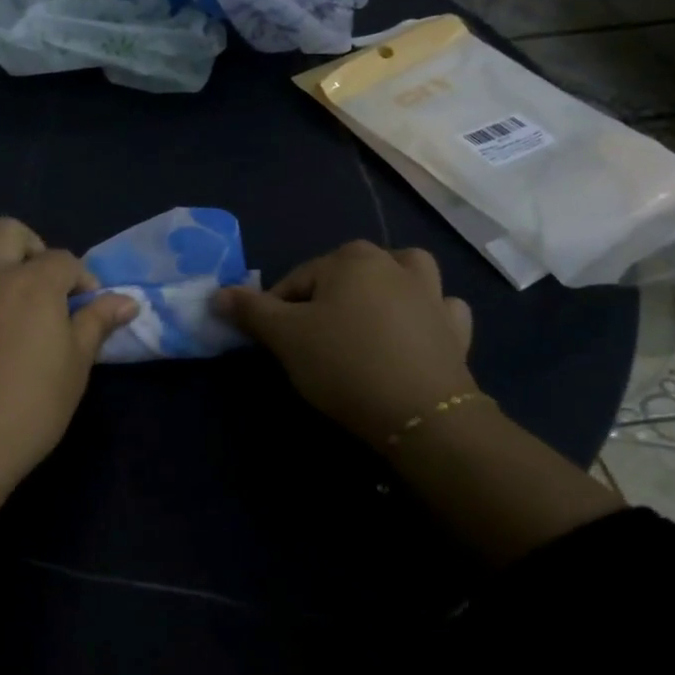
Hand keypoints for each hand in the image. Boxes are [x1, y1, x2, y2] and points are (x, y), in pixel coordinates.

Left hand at [0, 218, 138, 539]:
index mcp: (32, 284)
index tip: (82, 305)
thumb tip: (127, 300)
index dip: (78, 279)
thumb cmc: (26, 414)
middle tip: (35, 283)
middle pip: (9, 230)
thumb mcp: (75, 371)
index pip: (63, 260)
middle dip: (31, 248)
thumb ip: (97, 325)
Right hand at [213, 241, 476, 450]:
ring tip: (369, 315)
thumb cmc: (344, 364)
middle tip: (314, 338)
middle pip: (346, 273)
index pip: (297, 280)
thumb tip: (218, 293)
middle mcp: (393, 265)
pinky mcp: (456, 329)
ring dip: (388, 286)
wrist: (421, 415)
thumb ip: (250, 311)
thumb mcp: (285, 337)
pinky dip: (428, 314)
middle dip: (327, 298)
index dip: (278, 310)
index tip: (275, 343)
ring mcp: (431, 295)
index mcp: (350, 259)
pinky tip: (415, 332)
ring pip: (405, 275)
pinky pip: (441, 309)